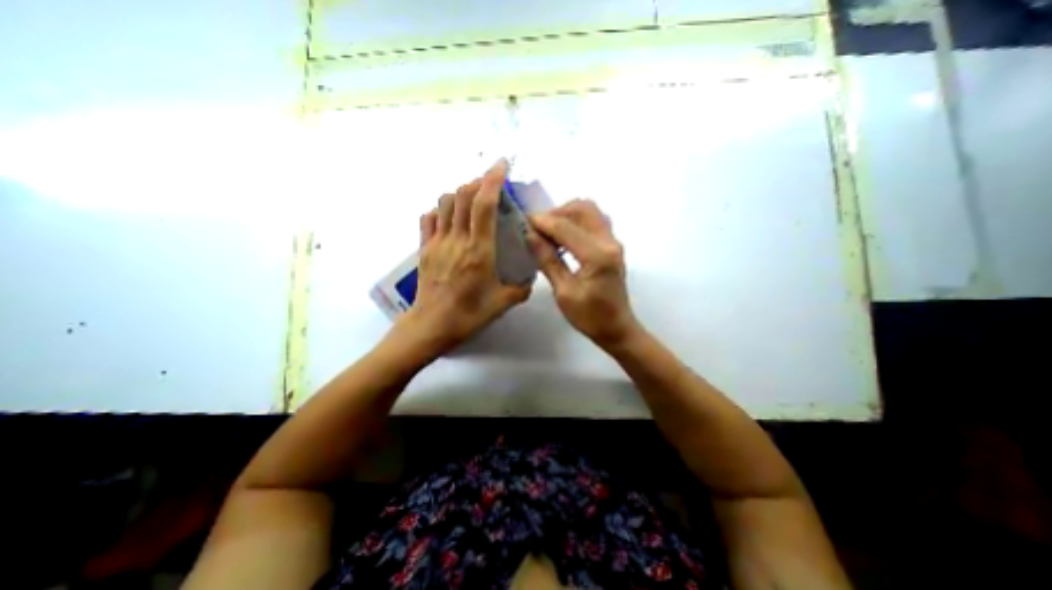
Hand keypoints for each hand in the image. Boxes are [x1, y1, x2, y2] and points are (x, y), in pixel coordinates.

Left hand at [402, 161, 537, 353]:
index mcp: (479, 250)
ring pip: (445, 202)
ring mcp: (437, 242)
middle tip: (491, 183)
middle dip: (478, 181)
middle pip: (463, 195)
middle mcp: (457, 239)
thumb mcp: (503, 303)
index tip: (502, 165)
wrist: (432, 325)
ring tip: (473, 199)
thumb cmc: (469, 314)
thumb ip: (522, 288)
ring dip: (460, 193)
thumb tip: (530, 277)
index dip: (493, 179)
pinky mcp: (424, 248)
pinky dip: (441, 210)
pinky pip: (429, 218)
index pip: (484, 204)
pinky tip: (450, 218)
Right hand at [525, 202, 640, 347]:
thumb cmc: (590, 317)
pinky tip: (563, 238)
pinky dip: (576, 222)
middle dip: (557, 213)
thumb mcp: (564, 292)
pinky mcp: (613, 246)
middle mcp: (609, 242)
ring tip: (549, 232)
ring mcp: (614, 242)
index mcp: (598, 256)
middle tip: (539, 228)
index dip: (543, 222)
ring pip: (590, 212)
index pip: (565, 227)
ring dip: (567, 215)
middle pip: (583, 209)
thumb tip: (530, 235)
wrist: (617, 328)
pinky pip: (594, 221)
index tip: (524, 221)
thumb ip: (548, 260)